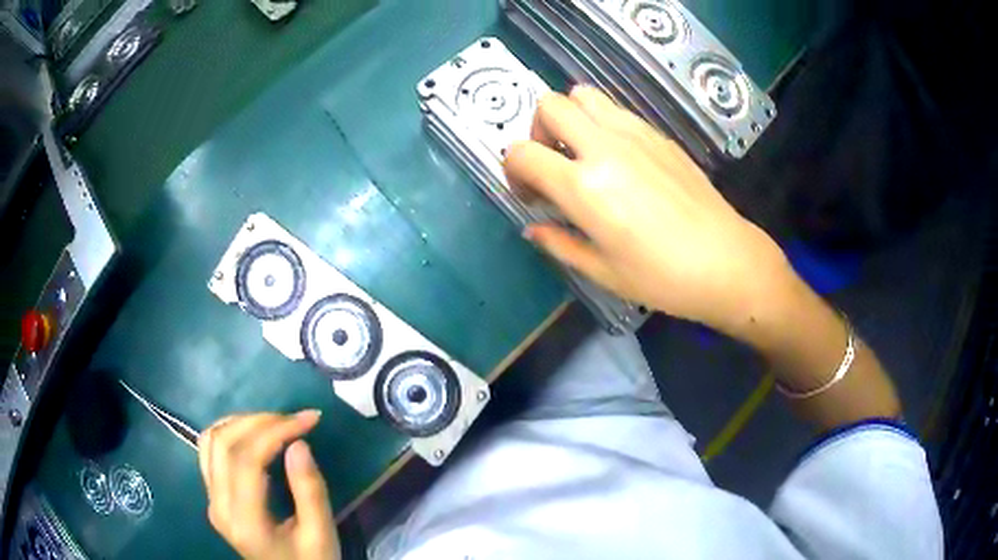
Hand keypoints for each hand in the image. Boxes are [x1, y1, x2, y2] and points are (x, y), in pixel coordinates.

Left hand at [198, 411, 339, 559]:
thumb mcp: (321, 534)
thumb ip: (310, 491)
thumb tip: (299, 443)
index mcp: (246, 522)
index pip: (247, 460)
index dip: (275, 431)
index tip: (308, 419)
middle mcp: (219, 506)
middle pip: (224, 443)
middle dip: (260, 421)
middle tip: (295, 419)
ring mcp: (211, 500)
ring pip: (210, 440)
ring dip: (241, 422)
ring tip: (275, 423)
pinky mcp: (212, 496)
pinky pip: (209, 450)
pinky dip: (229, 432)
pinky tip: (252, 433)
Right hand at [504, 86, 791, 334]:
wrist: (725, 261)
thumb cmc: (662, 277)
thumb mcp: (602, 271)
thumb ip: (559, 244)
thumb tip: (534, 228)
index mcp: (584, 186)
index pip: (522, 153)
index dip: (513, 171)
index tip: (530, 194)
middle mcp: (605, 147)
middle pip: (549, 105)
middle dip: (537, 131)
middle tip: (553, 163)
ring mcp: (635, 135)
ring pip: (584, 95)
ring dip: (571, 118)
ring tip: (584, 153)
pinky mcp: (659, 135)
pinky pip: (617, 111)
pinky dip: (603, 124)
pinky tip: (621, 161)